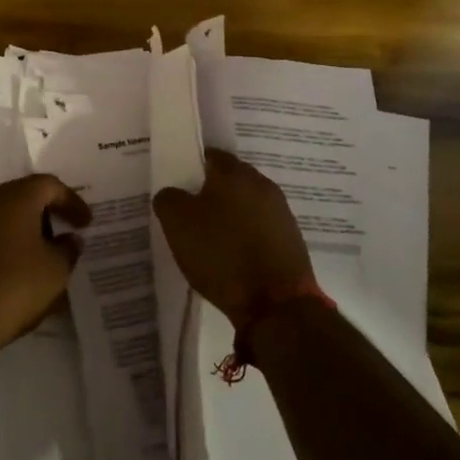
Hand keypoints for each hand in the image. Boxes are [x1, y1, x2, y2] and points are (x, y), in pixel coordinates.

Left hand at [0, 174, 90, 378]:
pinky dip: (8, 245)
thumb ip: (68, 249)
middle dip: (48, 214)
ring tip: (44, 257)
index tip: (87, 223)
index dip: (72, 202)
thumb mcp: (55, 271)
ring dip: (27, 231)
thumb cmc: (12, 287)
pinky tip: (17, 270)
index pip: (50, 185)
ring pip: (4, 216)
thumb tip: (69, 239)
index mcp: (14, 197)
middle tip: (66, 235)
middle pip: (24, 196)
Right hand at [153, 149, 314, 324]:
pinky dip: (245, 236)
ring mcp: (281, 212)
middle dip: (210, 192)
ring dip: (229, 215)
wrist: (275, 304)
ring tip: (209, 238)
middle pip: (229, 179)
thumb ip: (168, 198)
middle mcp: (262, 184)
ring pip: (246, 204)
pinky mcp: (291, 240)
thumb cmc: (222, 254)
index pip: (209, 155)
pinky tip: (232, 255)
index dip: (189, 167)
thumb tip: (172, 193)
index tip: (176, 185)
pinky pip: (259, 228)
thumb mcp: (177, 223)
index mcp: (234, 172)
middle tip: (188, 212)